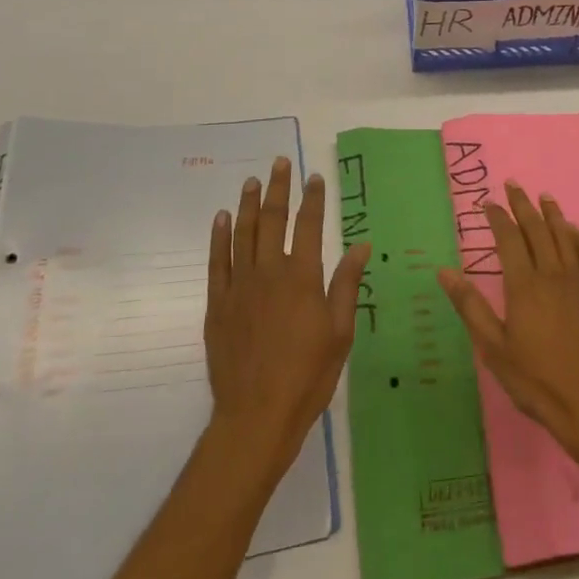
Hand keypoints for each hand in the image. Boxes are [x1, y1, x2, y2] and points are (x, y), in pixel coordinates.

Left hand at [206, 157, 369, 476]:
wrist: (256, 415)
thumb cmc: (308, 375)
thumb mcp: (340, 332)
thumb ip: (346, 284)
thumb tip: (361, 245)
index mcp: (302, 277)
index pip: (308, 226)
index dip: (312, 199)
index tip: (314, 177)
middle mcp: (269, 272)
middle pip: (273, 220)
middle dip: (278, 189)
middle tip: (279, 163)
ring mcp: (240, 286)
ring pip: (243, 234)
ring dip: (249, 204)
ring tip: (252, 181)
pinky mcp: (218, 304)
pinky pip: (217, 261)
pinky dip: (220, 237)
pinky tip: (222, 219)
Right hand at [437, 182, 578, 473]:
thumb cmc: (534, 378)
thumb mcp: (493, 346)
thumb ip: (469, 306)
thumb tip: (445, 271)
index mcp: (524, 285)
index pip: (509, 238)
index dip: (498, 217)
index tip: (488, 203)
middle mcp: (552, 274)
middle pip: (537, 229)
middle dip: (523, 205)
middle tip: (514, 186)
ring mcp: (578, 282)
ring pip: (565, 237)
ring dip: (553, 214)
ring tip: (544, 197)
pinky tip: (575, 231)